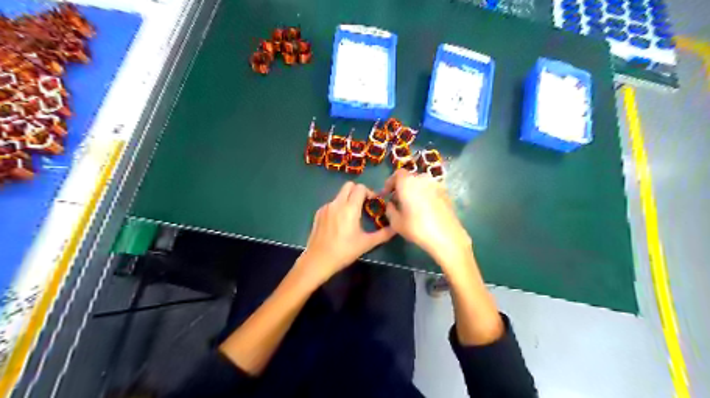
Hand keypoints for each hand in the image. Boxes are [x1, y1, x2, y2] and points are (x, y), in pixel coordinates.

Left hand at [298, 180, 397, 282]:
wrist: (318, 260)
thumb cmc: (344, 251)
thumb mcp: (366, 244)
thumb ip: (383, 234)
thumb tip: (396, 228)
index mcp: (350, 208)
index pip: (361, 188)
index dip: (369, 192)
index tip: (373, 203)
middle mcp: (337, 203)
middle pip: (349, 185)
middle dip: (358, 191)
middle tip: (364, 205)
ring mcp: (326, 207)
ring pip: (340, 195)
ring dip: (348, 199)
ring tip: (352, 216)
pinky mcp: (318, 213)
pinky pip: (332, 204)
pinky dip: (338, 207)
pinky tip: (339, 223)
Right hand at [380, 168, 472, 266]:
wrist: (446, 236)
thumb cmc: (417, 227)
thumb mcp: (395, 222)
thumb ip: (389, 209)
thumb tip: (391, 204)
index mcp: (408, 182)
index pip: (397, 174)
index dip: (390, 182)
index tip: (387, 194)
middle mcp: (423, 179)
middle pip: (410, 178)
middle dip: (402, 187)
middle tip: (398, 201)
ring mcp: (436, 185)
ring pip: (421, 184)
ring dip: (414, 191)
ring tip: (411, 206)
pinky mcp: (446, 193)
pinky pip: (431, 191)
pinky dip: (425, 196)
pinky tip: (425, 210)